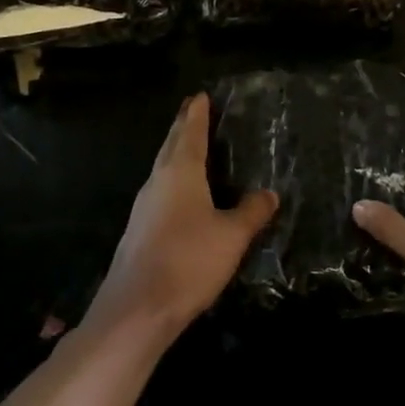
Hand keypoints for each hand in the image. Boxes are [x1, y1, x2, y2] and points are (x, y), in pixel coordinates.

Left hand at [88, 94, 277, 340]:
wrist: (135, 311)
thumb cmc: (188, 261)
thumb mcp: (231, 236)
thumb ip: (251, 212)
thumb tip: (269, 193)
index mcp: (180, 172)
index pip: (190, 132)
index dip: (197, 113)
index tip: (200, 95)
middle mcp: (158, 181)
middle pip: (171, 145)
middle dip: (183, 126)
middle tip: (194, 110)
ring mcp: (144, 206)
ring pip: (163, 168)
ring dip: (176, 152)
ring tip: (191, 147)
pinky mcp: (139, 230)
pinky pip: (160, 191)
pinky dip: (173, 179)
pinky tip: (182, 194)